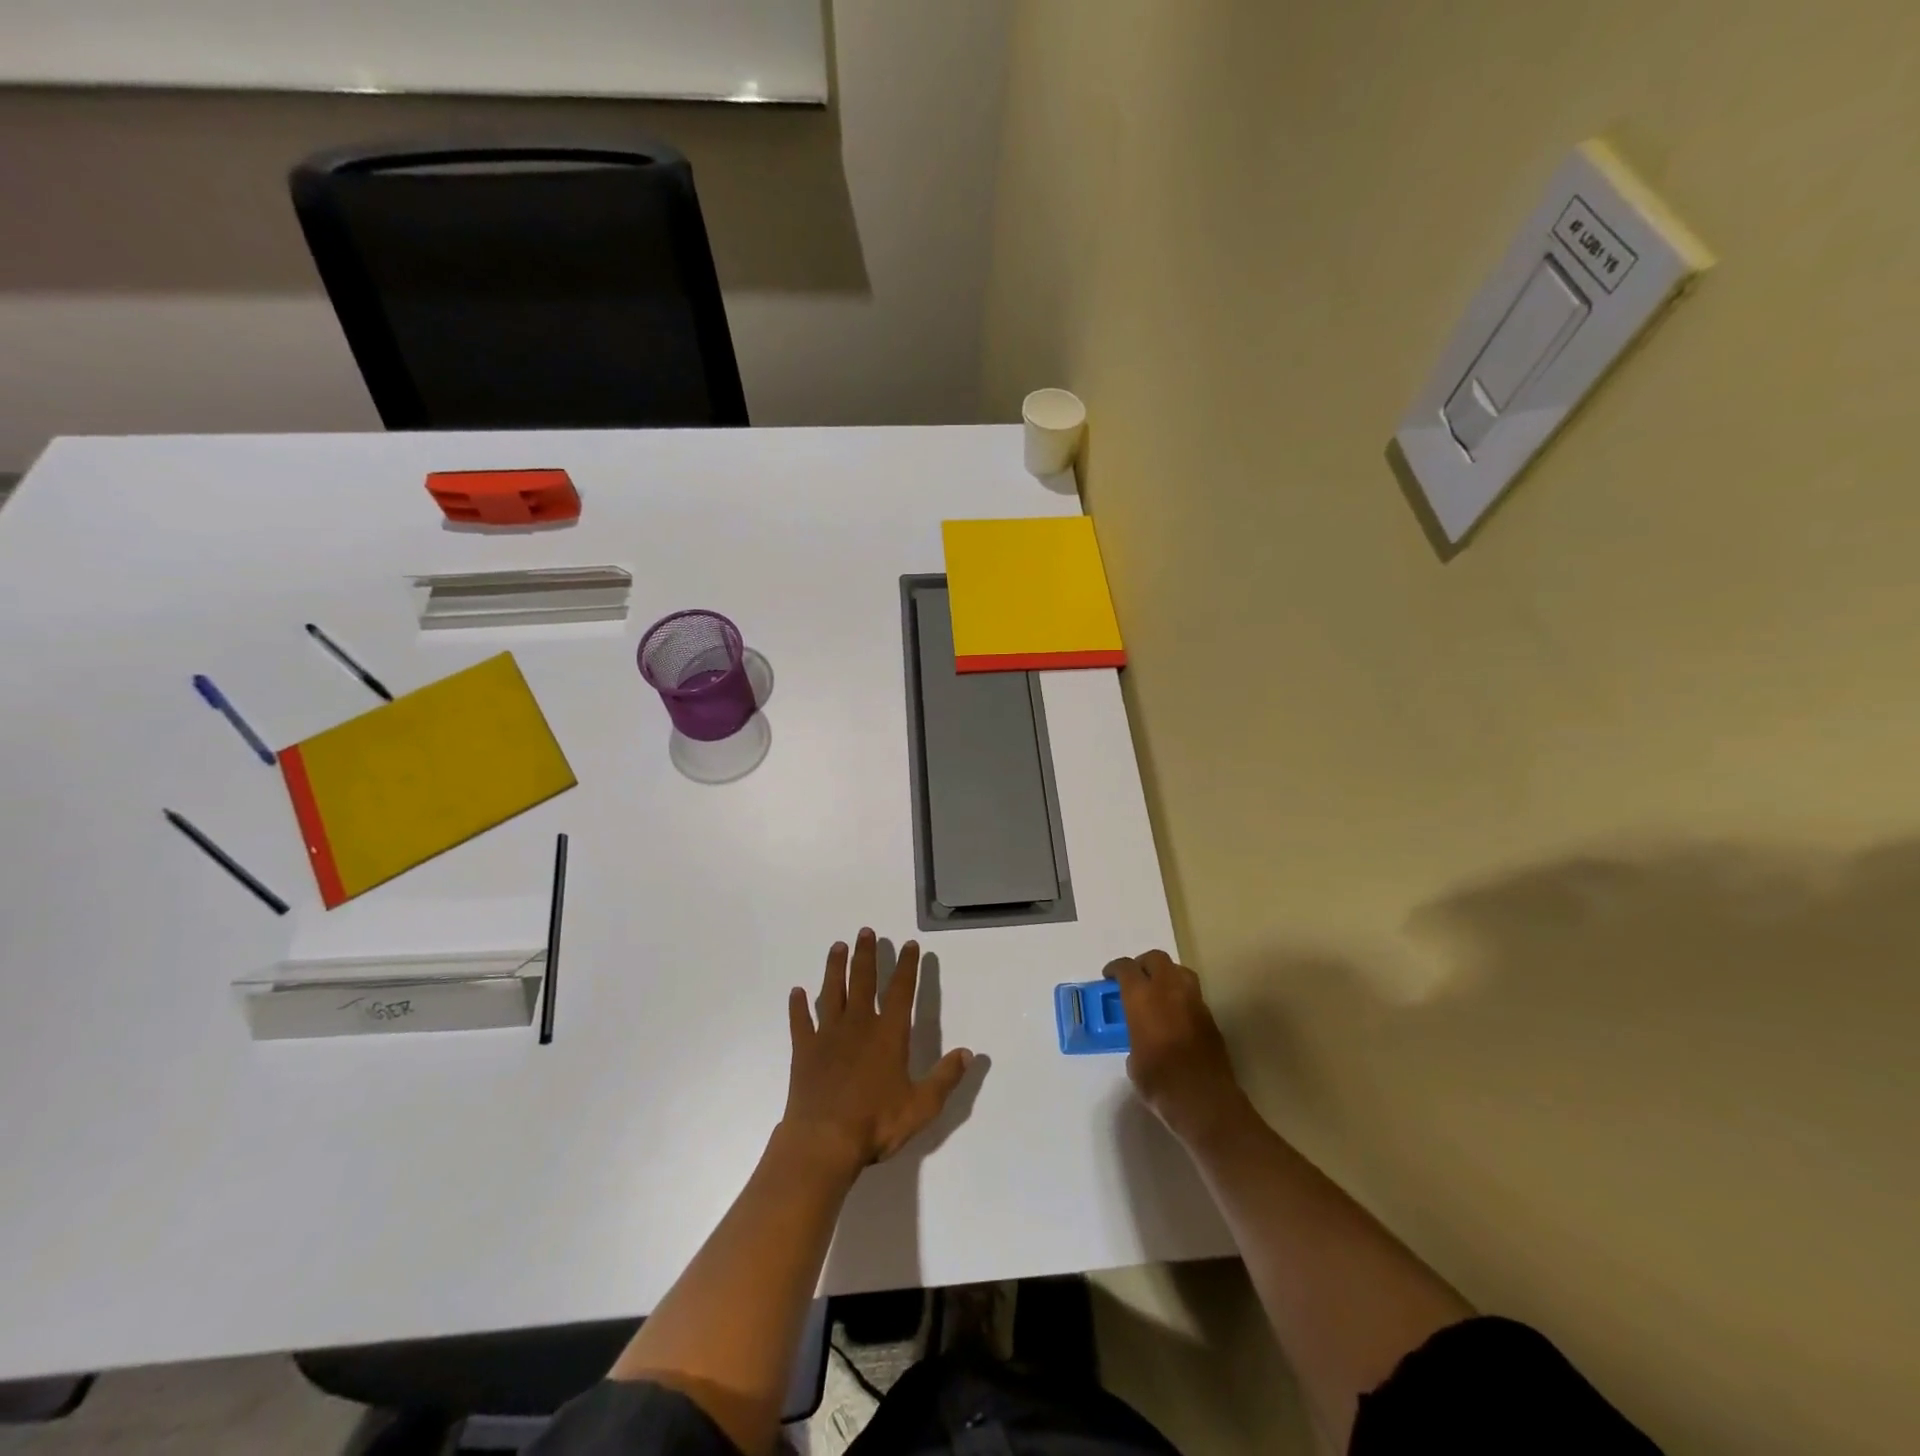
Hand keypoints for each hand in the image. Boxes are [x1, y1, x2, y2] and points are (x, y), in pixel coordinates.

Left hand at [781, 929, 973, 1174]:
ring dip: (835, 968)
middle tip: (865, 932)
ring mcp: (828, 1035)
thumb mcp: (922, 1106)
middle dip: (866, 955)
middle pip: (863, 981)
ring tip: (837, 946)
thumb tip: (968, 1053)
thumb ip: (945, 1078)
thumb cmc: (876, 1123)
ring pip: (832, 992)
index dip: (907, 966)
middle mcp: (859, 1025)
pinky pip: (801, 1021)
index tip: (909, 945)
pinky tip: (796, 992)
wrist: (824, 1141)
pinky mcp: (804, 1050)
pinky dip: (798, 1006)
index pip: (901, 991)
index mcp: (889, 1034)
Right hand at [1106, 950, 1248, 1145]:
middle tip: (1135, 980)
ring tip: (1158, 992)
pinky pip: (1193, 994)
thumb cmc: (1159, 1081)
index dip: (1115, 969)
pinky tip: (1176, 1016)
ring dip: (1167, 975)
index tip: (1109, 977)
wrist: (1203, 1099)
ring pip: (1179, 971)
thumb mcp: (1133, 1061)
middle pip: (1156, 959)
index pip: (1126, 967)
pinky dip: (1182, 997)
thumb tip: (1142, 1040)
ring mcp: (1193, 1001)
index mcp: (1141, 996)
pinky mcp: (1210, 1017)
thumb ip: (1135, 1038)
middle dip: (1143, 964)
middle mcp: (1168, 990)